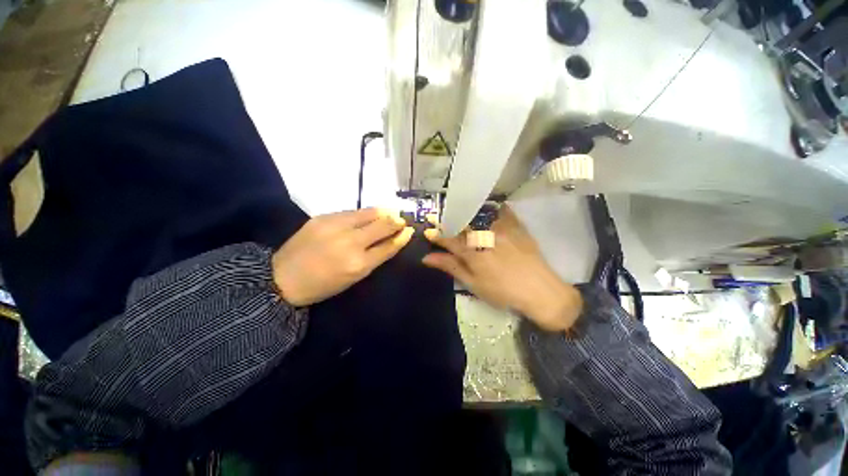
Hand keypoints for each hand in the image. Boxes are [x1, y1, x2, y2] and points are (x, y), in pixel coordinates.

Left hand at [272, 208, 413, 306]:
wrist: (282, 278)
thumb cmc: (323, 285)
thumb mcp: (354, 277)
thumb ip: (375, 257)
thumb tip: (391, 240)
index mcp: (359, 264)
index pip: (389, 245)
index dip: (402, 237)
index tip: (410, 230)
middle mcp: (351, 242)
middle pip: (383, 225)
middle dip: (396, 221)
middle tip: (402, 219)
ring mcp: (336, 226)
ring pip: (369, 213)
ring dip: (383, 212)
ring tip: (390, 212)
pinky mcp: (324, 217)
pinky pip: (352, 211)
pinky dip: (365, 213)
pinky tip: (368, 215)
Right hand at [422, 206, 581, 331]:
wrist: (540, 291)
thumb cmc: (502, 292)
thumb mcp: (473, 283)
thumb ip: (451, 266)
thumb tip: (427, 258)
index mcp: (472, 251)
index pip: (448, 238)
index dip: (436, 235)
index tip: (428, 231)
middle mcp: (484, 235)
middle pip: (460, 223)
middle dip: (447, 221)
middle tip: (439, 220)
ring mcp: (500, 228)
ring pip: (477, 214)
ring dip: (465, 213)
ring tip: (458, 214)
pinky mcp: (515, 225)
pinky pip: (500, 210)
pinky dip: (490, 208)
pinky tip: (486, 209)